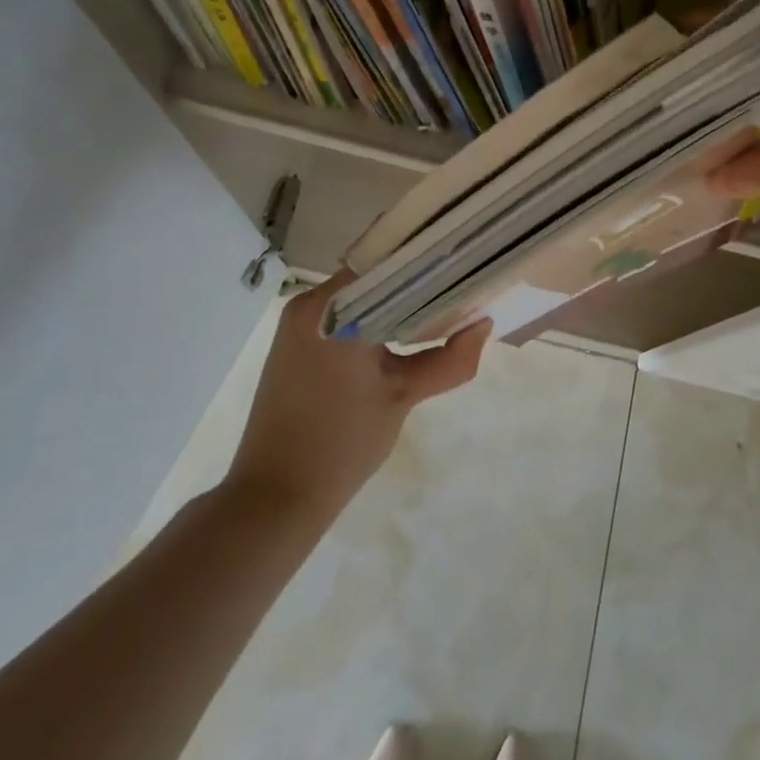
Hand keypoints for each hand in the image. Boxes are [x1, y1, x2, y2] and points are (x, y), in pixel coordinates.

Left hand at [226, 273, 489, 521]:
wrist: (275, 497)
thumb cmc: (343, 444)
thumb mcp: (404, 396)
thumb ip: (450, 359)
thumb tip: (484, 325)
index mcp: (332, 309)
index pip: (391, 262)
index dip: (429, 263)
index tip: (464, 267)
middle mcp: (309, 304)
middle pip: (375, 277)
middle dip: (417, 284)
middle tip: (461, 290)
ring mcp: (297, 323)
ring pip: (360, 296)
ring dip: (396, 302)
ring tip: (441, 311)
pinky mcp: (295, 343)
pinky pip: (344, 315)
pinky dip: (374, 319)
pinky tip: (403, 334)